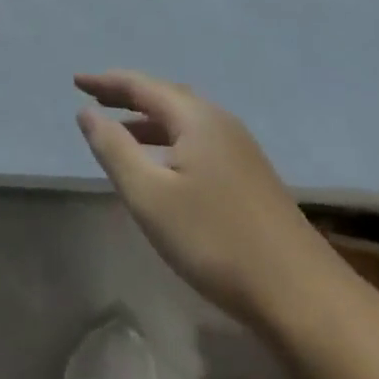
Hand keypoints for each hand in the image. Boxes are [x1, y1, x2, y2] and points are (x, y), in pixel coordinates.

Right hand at [75, 70, 333, 325]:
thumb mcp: (150, 196)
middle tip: (95, 99)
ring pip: (184, 122)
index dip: (106, 82)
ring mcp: (240, 151)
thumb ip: (114, 149)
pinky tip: (162, 168)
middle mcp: (220, 123)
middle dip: (128, 96)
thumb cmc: (216, 241)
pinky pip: (198, 142)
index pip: (142, 85)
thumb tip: (87, 113)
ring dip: (148, 121)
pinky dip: (169, 141)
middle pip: (166, 97)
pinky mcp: (250, 178)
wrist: (303, 297)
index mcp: (196, 118)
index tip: (75, 81)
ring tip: (120, 133)